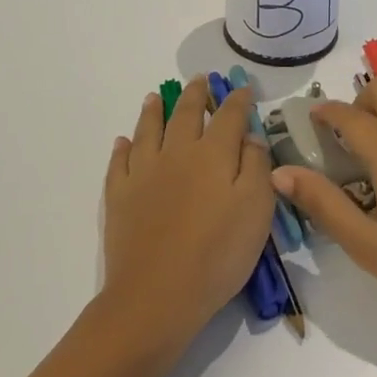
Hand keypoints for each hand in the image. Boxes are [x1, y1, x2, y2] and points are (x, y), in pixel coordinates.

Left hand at [102, 78, 277, 353]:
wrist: (156, 295)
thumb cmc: (217, 254)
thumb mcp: (256, 210)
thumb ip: (257, 167)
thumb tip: (250, 136)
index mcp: (213, 154)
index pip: (228, 116)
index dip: (237, 100)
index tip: (243, 89)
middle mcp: (177, 153)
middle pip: (185, 114)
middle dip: (194, 95)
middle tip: (197, 80)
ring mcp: (143, 173)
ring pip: (148, 130)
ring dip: (153, 111)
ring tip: (154, 97)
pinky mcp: (118, 196)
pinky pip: (119, 162)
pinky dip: (122, 147)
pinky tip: (122, 141)